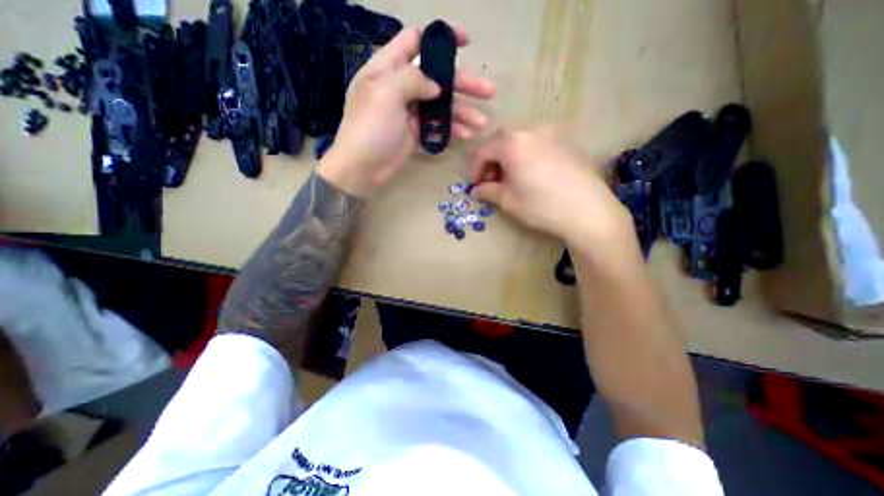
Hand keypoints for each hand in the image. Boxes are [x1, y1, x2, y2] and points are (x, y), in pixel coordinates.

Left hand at [320, 26, 495, 194]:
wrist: (362, 168)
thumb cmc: (369, 128)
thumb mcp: (385, 94)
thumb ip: (412, 79)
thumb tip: (435, 85)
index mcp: (388, 68)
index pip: (416, 41)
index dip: (441, 39)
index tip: (466, 41)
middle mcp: (401, 86)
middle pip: (438, 77)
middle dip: (464, 83)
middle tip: (488, 91)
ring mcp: (410, 111)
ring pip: (442, 104)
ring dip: (463, 112)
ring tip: (481, 122)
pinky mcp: (416, 132)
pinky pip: (438, 125)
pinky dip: (452, 129)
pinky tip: (466, 135)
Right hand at [468, 125, 634, 244]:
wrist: (588, 210)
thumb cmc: (541, 205)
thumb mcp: (508, 200)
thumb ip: (487, 191)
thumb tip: (475, 191)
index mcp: (512, 143)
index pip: (483, 151)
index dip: (475, 169)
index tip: (475, 186)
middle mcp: (531, 131)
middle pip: (501, 140)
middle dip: (491, 159)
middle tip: (492, 180)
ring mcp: (552, 134)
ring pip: (520, 139)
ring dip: (508, 156)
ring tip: (511, 178)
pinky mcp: (566, 142)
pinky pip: (537, 143)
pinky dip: (526, 155)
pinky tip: (531, 174)